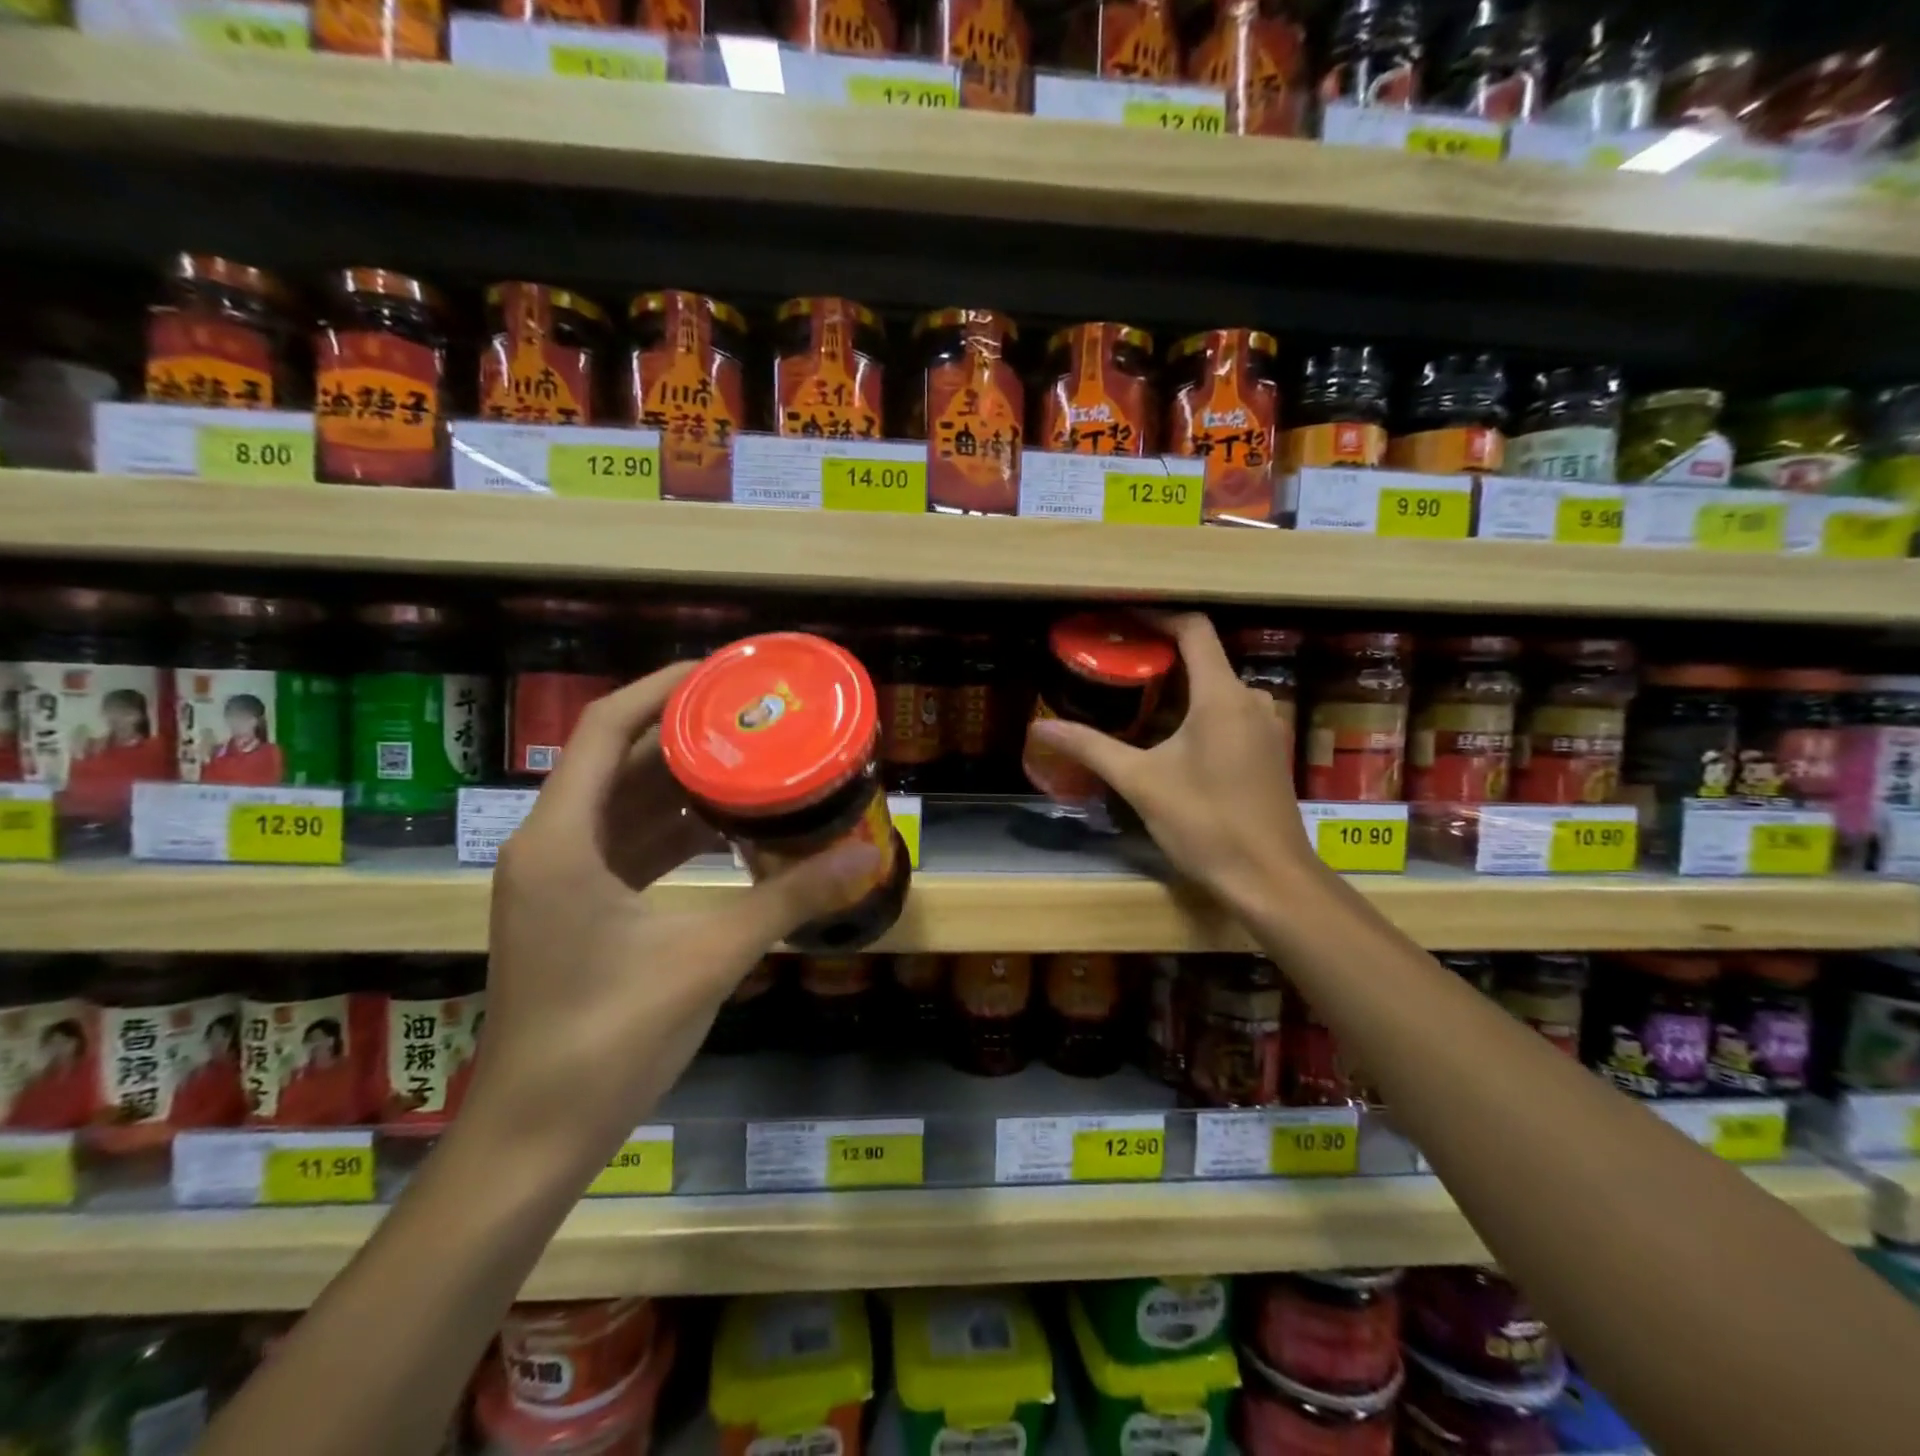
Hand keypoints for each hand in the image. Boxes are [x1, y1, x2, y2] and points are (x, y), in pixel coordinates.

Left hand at [471, 664, 882, 1172]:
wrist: (538, 1135)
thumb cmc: (610, 1038)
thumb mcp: (709, 956)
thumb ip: (788, 898)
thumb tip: (864, 855)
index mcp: (562, 840)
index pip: (606, 729)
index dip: (662, 689)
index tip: (723, 673)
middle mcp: (551, 845)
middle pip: (619, 761)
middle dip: (685, 735)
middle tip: (754, 718)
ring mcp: (559, 879)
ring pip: (624, 804)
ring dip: (683, 784)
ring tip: (752, 764)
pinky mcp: (575, 908)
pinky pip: (627, 844)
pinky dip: (674, 830)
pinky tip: (727, 831)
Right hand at [1027, 613, 1319, 914]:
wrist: (1269, 879)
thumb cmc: (1206, 822)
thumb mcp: (1140, 782)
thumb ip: (1090, 748)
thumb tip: (1039, 727)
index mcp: (1222, 695)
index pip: (1194, 630)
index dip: (1157, 616)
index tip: (1121, 620)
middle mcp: (1251, 700)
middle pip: (1204, 658)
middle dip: (1160, 657)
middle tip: (1115, 665)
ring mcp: (1265, 726)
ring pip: (1217, 689)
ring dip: (1178, 688)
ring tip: (1134, 700)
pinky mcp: (1267, 751)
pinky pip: (1229, 713)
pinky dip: (1197, 712)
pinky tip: (1168, 737)